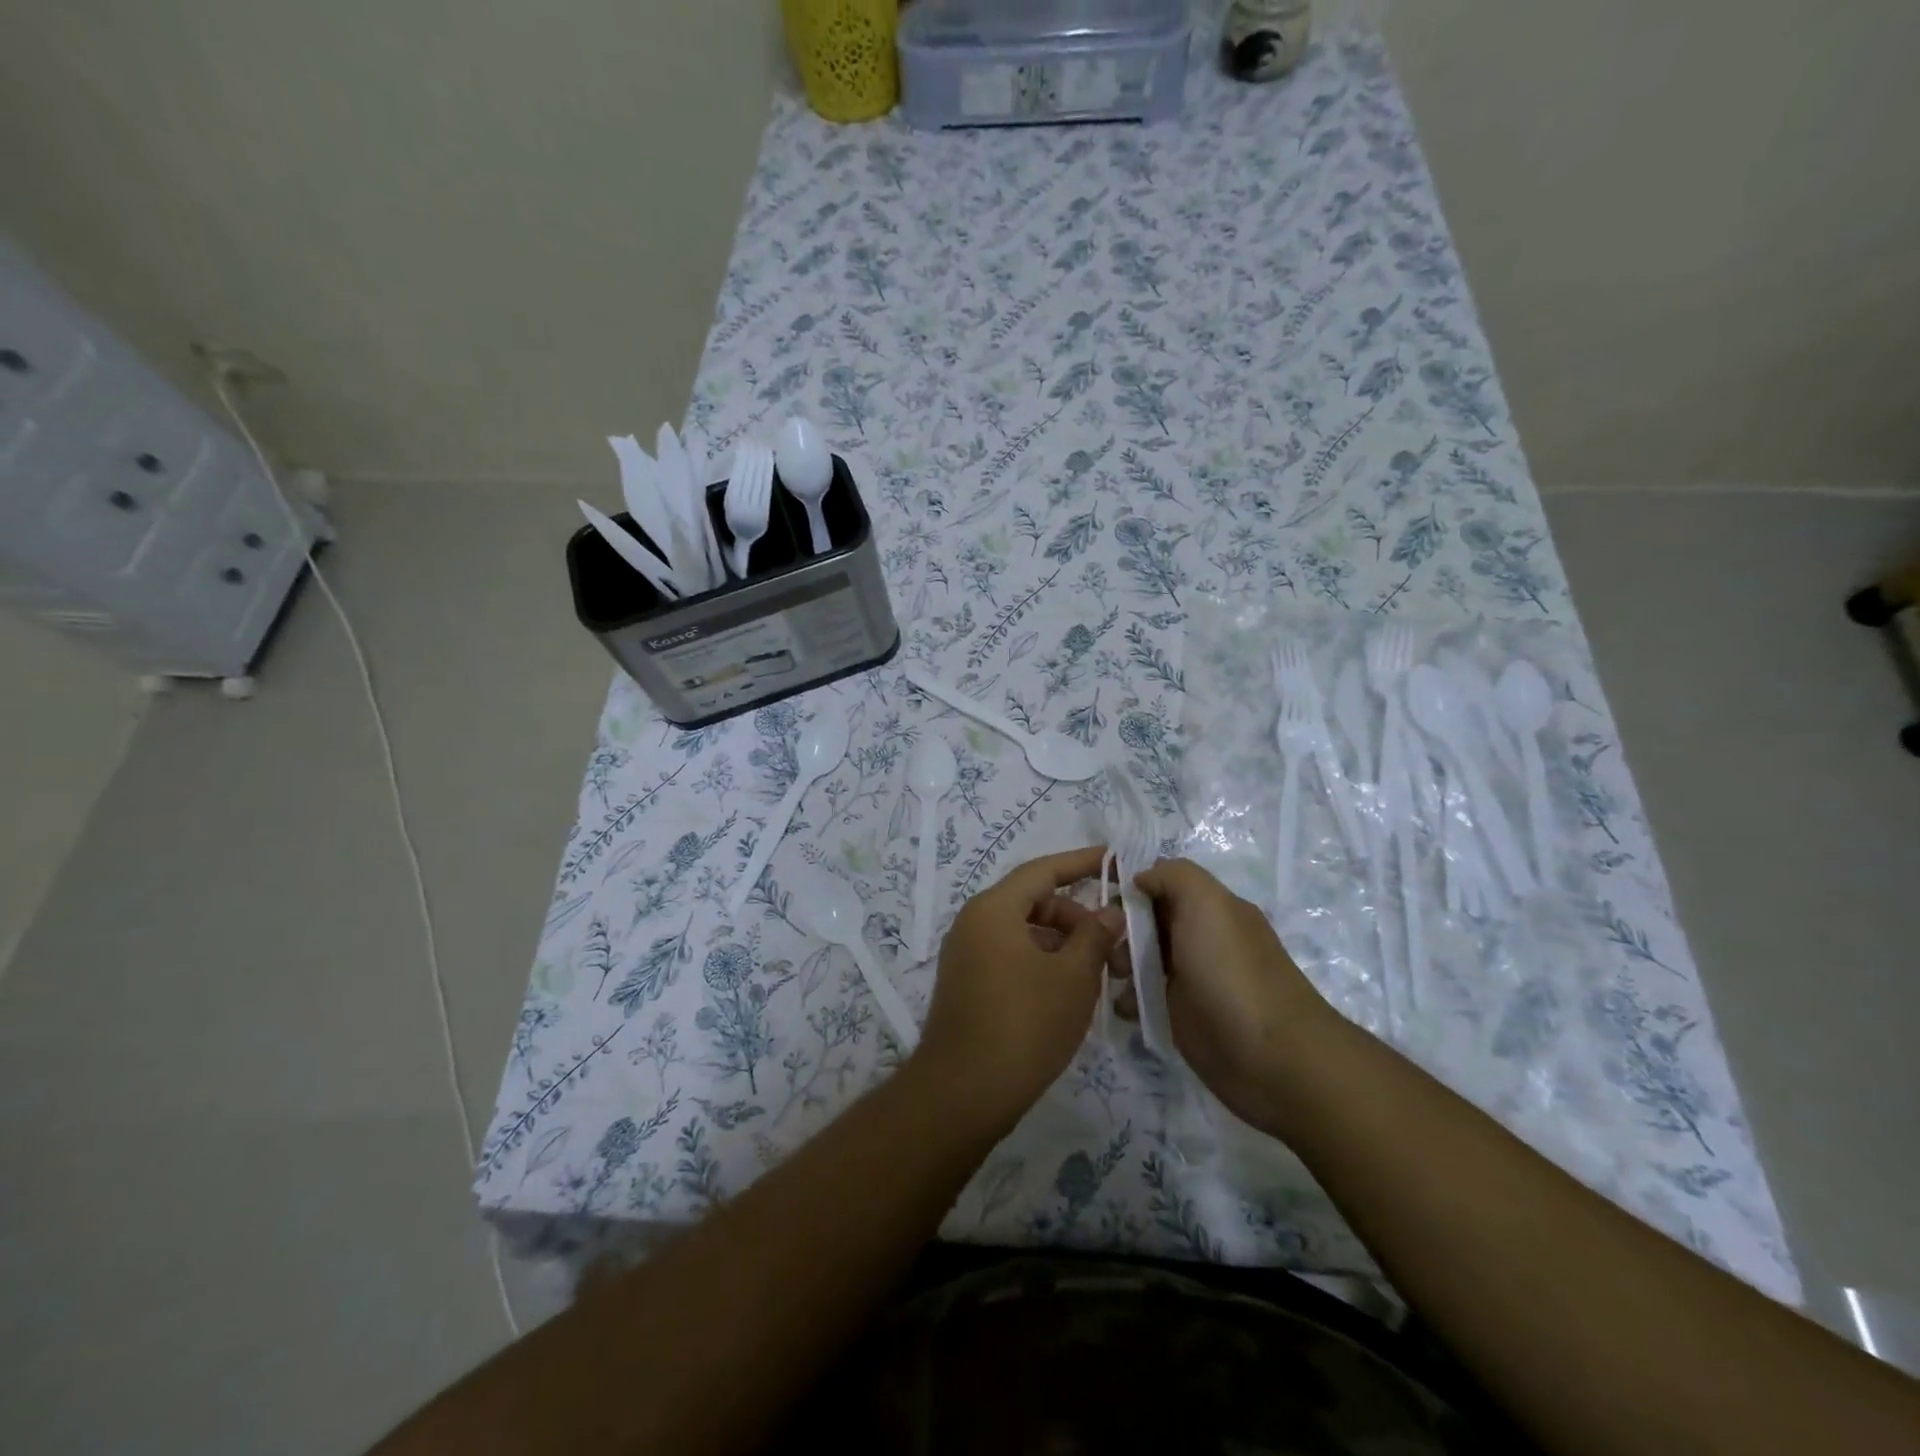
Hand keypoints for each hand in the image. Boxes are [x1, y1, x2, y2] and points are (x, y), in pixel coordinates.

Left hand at [914, 846, 1121, 1135]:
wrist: (963, 1093)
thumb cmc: (1024, 1024)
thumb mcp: (1072, 977)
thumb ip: (1095, 935)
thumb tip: (1110, 911)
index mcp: (993, 909)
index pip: (1042, 871)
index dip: (1081, 863)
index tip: (1113, 858)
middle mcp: (973, 923)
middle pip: (1033, 902)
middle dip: (1076, 916)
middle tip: (1114, 943)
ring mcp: (966, 955)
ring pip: (1024, 933)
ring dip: (1063, 944)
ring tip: (1100, 974)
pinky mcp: (967, 985)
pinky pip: (1011, 956)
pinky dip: (1042, 963)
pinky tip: (1070, 992)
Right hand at [1125, 858, 1338, 1135]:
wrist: (1272, 1059)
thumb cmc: (1233, 973)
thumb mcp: (1207, 904)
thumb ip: (1173, 876)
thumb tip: (1140, 878)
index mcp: (1211, 908)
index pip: (1161, 883)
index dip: (1131, 887)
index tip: (1101, 900)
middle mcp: (1201, 939)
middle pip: (1146, 921)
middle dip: (1119, 928)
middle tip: (1103, 945)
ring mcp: (1191, 979)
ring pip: (1140, 959)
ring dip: (1118, 963)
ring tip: (1113, 977)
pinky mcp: (1181, 1018)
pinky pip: (1143, 998)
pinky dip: (1128, 998)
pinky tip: (1122, 1006)